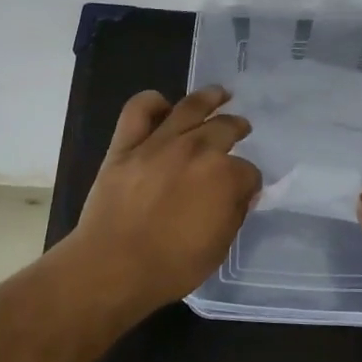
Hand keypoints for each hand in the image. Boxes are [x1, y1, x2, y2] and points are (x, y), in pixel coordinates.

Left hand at [67, 85, 262, 313]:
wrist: (112, 267)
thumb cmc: (171, 267)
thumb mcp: (219, 248)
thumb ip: (234, 214)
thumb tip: (240, 194)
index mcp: (225, 176)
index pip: (248, 171)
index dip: (248, 181)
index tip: (244, 189)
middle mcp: (197, 150)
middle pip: (225, 128)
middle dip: (237, 127)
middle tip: (241, 127)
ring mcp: (159, 143)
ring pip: (189, 107)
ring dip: (210, 97)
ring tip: (220, 93)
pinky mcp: (125, 145)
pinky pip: (138, 110)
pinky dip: (151, 102)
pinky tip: (162, 104)